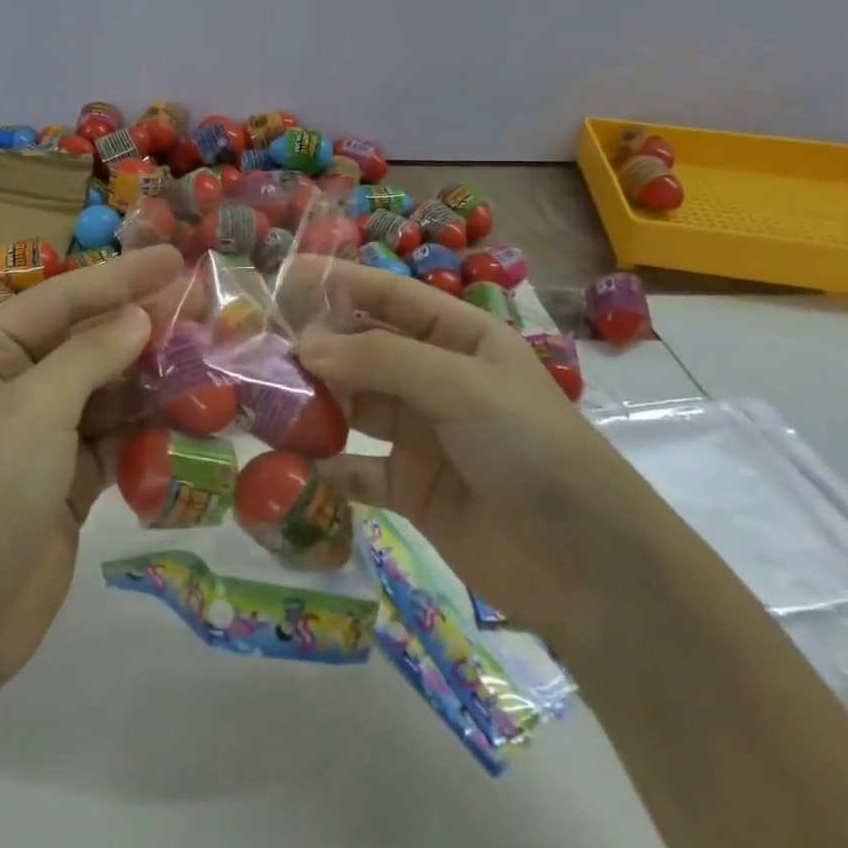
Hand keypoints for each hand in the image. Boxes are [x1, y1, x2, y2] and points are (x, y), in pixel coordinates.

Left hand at [0, 245, 183, 690]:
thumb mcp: (36, 409)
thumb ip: (92, 355)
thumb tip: (140, 316)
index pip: (60, 300)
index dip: (119, 277)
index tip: (175, 259)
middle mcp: (9, 385)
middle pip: (86, 342)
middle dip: (141, 326)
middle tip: (203, 306)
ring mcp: (38, 434)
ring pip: (105, 389)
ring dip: (151, 376)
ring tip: (207, 356)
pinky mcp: (65, 479)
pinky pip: (113, 437)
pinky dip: (146, 426)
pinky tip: (190, 414)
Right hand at [290, 260, 650, 648]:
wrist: (589, 569)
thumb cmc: (531, 448)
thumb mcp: (461, 386)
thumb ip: (380, 360)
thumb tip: (304, 344)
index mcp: (459, 338)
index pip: (389, 296)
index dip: (338, 283)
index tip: (281, 279)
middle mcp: (436, 378)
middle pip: (363, 350)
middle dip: (316, 347)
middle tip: (258, 350)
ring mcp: (422, 434)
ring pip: (354, 405)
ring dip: (315, 403)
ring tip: (264, 402)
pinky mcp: (411, 488)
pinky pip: (358, 468)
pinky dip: (328, 466)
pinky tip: (295, 465)